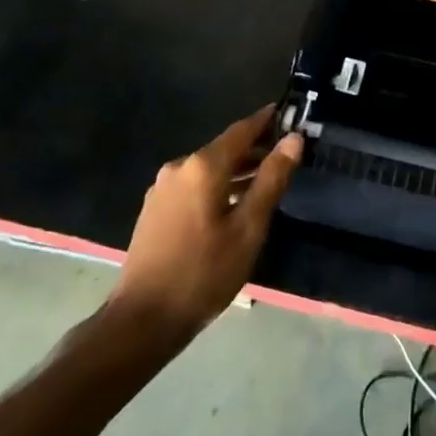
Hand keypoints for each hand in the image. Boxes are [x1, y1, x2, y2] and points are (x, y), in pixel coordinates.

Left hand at [115, 106, 301, 339]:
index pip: (242, 130)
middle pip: (225, 148)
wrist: (141, 321)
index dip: (266, 120)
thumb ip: (272, 179)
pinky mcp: (155, 209)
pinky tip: (233, 204)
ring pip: (209, 168)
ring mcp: (163, 188)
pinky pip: (194, 185)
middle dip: (255, 149)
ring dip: (237, 170)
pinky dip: (218, 185)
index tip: (289, 114)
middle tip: (286, 154)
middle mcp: (179, 167)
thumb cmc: (203, 273)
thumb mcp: (248, 228)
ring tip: (266, 180)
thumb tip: (294, 139)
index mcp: (203, 166)